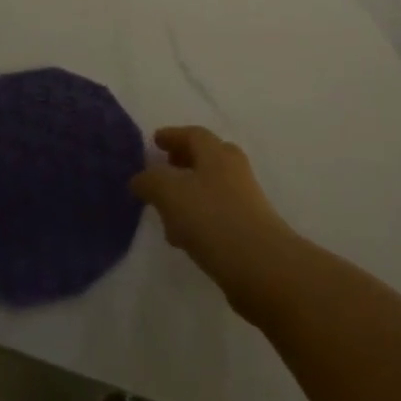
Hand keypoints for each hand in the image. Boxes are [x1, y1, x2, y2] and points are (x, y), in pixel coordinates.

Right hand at [131, 126, 300, 317]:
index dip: (172, 136)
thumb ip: (150, 181)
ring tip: (166, 211)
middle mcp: (233, 169)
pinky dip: (198, 217)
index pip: (193, 134)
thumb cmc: (213, 219)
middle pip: (205, 157)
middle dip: (182, 162)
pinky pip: (216, 213)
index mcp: (216, 153)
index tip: (155, 141)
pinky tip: (184, 238)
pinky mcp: (248, 227)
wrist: (261, 266)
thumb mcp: (170, 193)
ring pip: (210, 187)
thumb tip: (140, 178)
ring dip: (188, 193)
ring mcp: (244, 198)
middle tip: (163, 170)